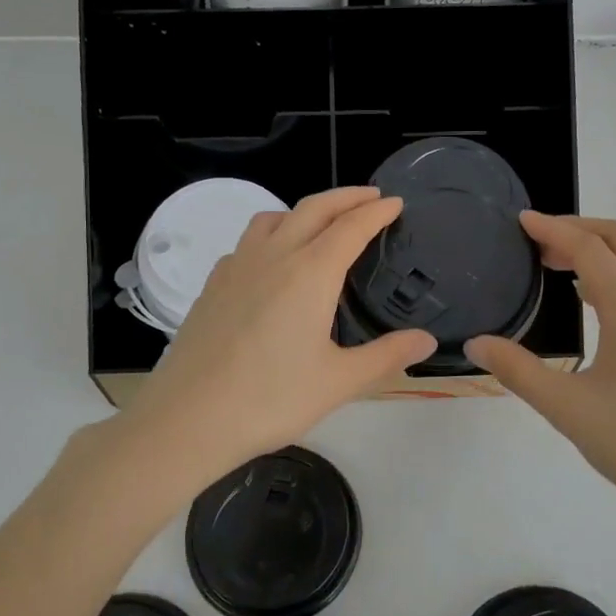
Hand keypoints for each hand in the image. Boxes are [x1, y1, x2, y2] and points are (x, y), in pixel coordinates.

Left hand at [122, 186, 435, 481]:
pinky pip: (247, 243)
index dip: (377, 211)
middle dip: (346, 197)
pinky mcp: (212, 285)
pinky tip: (272, 262)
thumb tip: (427, 340)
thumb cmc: (270, 399)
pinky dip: (271, 234)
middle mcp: (273, 256)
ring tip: (322, 223)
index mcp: (310, 273)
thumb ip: (386, 356)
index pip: (351, 227)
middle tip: (371, 197)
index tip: (395, 202)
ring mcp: (236, 267)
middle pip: (313, 209)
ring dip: (305, 210)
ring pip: (274, 218)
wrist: (188, 418)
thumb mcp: (339, 382)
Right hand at [466, 214, 615, 542]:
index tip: (521, 221)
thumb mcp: (568, 410)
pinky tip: (594, 305)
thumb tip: (476, 344)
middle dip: (580, 229)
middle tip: (537, 243)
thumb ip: (518, 371)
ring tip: (557, 269)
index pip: (590, 249)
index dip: (553, 229)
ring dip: (601, 253)